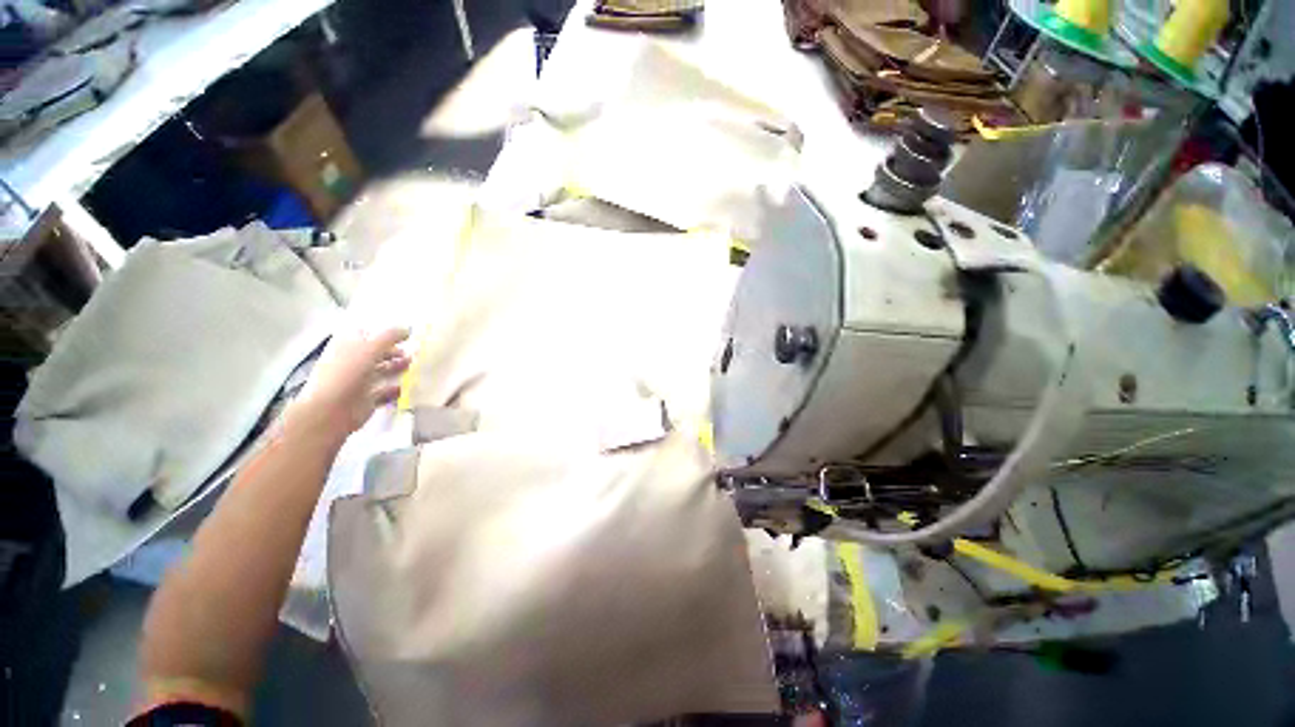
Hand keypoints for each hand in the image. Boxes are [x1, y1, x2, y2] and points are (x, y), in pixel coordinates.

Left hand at [288, 327, 411, 443]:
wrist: (331, 410)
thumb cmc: (347, 374)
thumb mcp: (370, 348)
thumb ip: (390, 336)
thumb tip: (408, 328)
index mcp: (347, 346)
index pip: (366, 334)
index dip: (383, 333)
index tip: (404, 334)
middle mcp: (352, 361)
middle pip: (376, 352)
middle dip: (394, 351)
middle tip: (412, 352)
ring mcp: (358, 380)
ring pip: (381, 370)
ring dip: (398, 368)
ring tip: (413, 366)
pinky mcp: (366, 398)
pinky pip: (385, 391)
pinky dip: (396, 389)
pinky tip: (408, 387)